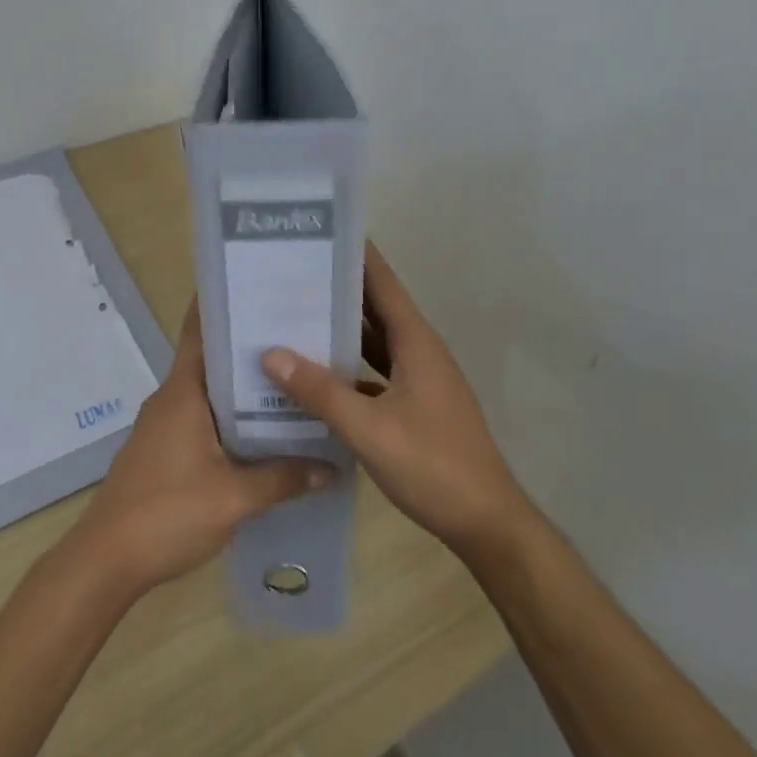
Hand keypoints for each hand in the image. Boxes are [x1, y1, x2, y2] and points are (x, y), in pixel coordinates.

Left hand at [63, 303, 333, 599]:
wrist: (106, 560)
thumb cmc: (167, 514)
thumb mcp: (234, 498)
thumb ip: (283, 478)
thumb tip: (331, 466)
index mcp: (183, 393)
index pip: (202, 332)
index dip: (226, 306)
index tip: (261, 287)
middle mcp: (171, 399)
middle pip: (212, 360)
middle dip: (250, 348)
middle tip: (299, 337)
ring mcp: (164, 425)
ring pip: (210, 393)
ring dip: (243, 388)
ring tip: (292, 382)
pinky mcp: (163, 450)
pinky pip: (203, 419)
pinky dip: (231, 417)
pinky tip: (263, 432)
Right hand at [261, 244, 534, 560]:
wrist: (486, 522)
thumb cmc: (432, 466)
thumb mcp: (369, 429)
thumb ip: (320, 392)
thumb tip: (271, 354)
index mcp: (416, 343)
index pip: (383, 284)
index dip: (356, 256)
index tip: (320, 234)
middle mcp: (420, 352)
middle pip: (376, 308)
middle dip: (338, 290)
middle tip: (290, 274)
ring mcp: (421, 380)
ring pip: (376, 342)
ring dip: (342, 329)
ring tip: (295, 315)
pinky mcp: (417, 405)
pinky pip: (377, 372)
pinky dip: (350, 366)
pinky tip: (318, 374)